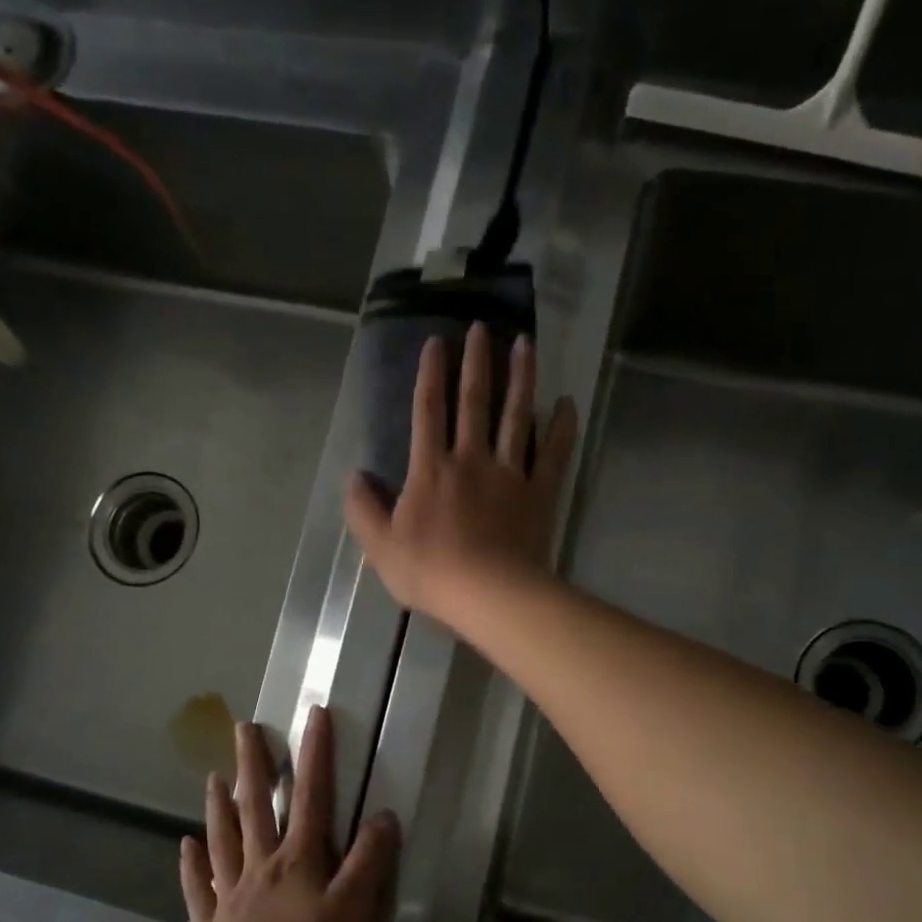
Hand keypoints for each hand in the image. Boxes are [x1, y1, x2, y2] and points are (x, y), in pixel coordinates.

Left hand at [179, 705, 398, 921]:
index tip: (313, 714)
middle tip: (243, 727)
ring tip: (213, 775)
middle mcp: (261, 865)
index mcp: (298, 859)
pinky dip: (192, 865)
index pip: (311, 796)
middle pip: (256, 806)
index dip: (315, 754)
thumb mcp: (352, 911)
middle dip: (254, 764)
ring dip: (219, 805)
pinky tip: (184, 847)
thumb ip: (368, 862)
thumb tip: (384, 815)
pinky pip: (200, 888)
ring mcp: (232, 893)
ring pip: (224, 838)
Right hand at [344, 321, 577, 627]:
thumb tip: (354, 477)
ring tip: (525, 343)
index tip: (437, 343)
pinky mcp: (539, 492)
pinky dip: (561, 427)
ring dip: (521, 378)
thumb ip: (362, 509)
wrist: (488, 594)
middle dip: (476, 361)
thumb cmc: (431, 572)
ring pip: (516, 416)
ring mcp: (509, 473)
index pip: (428, 411)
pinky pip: (553, 453)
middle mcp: (470, 459)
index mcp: (431, 469)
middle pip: (474, 402)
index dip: (431, 375)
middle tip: (482, 328)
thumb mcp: (380, 546)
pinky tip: (567, 403)